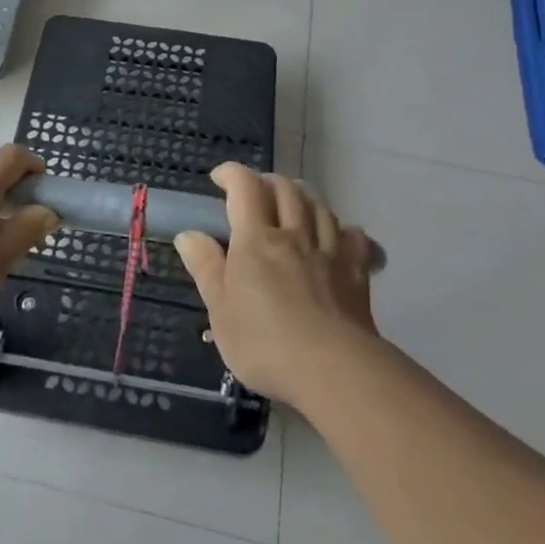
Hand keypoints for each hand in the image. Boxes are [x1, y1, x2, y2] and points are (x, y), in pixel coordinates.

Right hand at [174, 164, 378, 406]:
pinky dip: (344, 230)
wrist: (333, 370)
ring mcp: (329, 252)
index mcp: (256, 240)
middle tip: (255, 192)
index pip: (245, 188)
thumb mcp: (220, 310)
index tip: (219, 178)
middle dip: (267, 182)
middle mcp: (293, 235)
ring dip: (303, 197)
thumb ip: (205, 268)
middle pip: (285, 190)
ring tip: (293, 204)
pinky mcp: (356, 274)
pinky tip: (340, 236)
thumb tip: (189, 234)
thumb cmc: (264, 342)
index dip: (232, 174)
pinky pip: (354, 238)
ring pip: (319, 207)